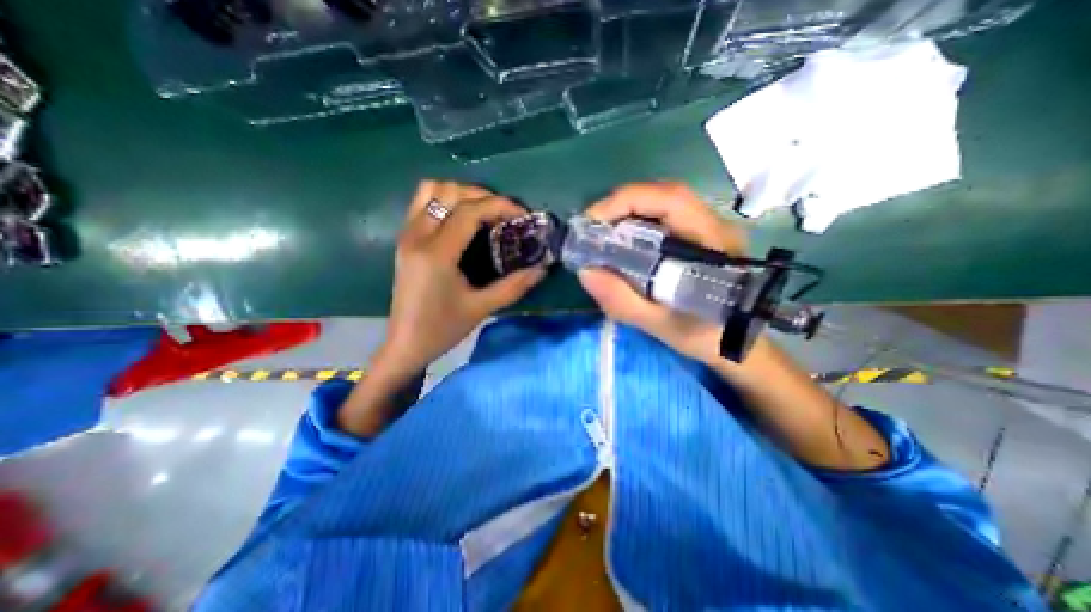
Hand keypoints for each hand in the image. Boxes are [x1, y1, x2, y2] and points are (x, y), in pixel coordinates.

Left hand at [375, 180, 543, 378]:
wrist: (405, 344)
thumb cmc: (442, 329)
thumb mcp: (481, 308)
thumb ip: (514, 286)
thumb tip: (541, 269)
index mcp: (436, 254)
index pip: (469, 211)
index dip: (500, 206)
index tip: (523, 215)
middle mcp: (417, 235)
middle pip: (450, 192)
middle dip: (484, 196)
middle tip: (506, 215)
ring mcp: (407, 234)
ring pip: (432, 190)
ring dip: (462, 194)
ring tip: (484, 212)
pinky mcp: (404, 239)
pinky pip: (423, 202)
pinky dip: (446, 200)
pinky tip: (462, 219)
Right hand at [574, 179, 745, 363]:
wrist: (736, 343)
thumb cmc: (703, 336)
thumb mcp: (659, 324)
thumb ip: (622, 300)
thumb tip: (585, 272)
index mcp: (711, 241)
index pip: (670, 199)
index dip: (626, 201)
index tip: (592, 222)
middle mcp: (713, 223)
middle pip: (662, 194)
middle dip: (621, 205)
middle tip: (593, 229)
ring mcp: (708, 226)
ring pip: (662, 203)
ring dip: (627, 212)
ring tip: (602, 234)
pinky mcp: (699, 235)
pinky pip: (663, 217)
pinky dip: (636, 222)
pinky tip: (623, 241)